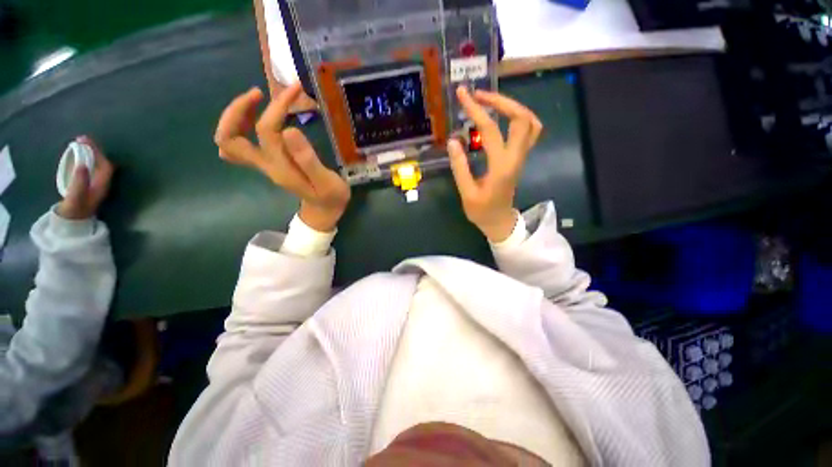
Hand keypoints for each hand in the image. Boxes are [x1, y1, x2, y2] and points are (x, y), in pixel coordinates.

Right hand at [56, 136, 114, 219]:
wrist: (72, 223)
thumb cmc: (74, 211)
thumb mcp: (75, 197)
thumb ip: (79, 182)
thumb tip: (82, 165)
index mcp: (102, 185)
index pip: (104, 165)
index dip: (97, 152)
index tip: (85, 141)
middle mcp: (103, 184)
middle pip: (102, 163)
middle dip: (94, 150)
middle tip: (81, 138)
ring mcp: (96, 185)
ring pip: (97, 165)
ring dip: (90, 153)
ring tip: (79, 142)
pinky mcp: (89, 186)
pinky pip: (91, 169)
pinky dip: (86, 160)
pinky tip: (78, 155)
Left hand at [215, 83, 350, 231]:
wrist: (325, 210)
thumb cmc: (330, 197)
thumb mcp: (327, 182)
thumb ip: (309, 160)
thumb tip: (290, 130)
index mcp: (280, 167)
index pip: (266, 130)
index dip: (277, 106)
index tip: (295, 91)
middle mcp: (265, 165)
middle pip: (230, 137)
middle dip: (239, 109)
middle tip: (260, 93)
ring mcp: (264, 164)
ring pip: (229, 140)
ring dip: (235, 116)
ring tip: (257, 99)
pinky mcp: (268, 163)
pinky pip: (239, 145)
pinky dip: (239, 127)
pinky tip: (255, 117)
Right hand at [447, 87, 542, 242]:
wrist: (500, 221)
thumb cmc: (481, 211)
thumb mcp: (467, 193)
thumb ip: (460, 167)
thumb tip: (453, 140)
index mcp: (501, 166)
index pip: (491, 130)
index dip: (476, 110)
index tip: (463, 94)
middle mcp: (516, 157)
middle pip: (520, 118)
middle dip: (500, 100)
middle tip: (478, 95)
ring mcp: (522, 156)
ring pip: (530, 122)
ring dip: (512, 106)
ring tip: (491, 102)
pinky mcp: (520, 157)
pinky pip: (530, 130)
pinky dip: (519, 117)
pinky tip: (503, 117)